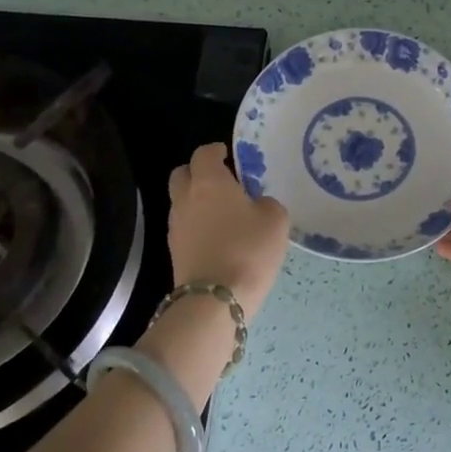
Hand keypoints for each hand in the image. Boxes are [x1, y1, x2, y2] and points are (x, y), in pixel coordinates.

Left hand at [167, 143, 289, 317]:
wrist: (215, 300)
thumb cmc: (248, 249)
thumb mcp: (275, 219)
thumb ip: (265, 203)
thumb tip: (255, 206)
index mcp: (209, 182)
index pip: (203, 154)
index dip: (215, 151)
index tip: (227, 155)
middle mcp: (185, 198)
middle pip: (181, 174)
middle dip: (198, 173)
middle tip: (221, 181)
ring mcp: (176, 227)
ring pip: (181, 202)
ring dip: (197, 201)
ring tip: (223, 212)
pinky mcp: (174, 252)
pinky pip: (185, 227)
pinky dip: (197, 225)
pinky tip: (217, 237)